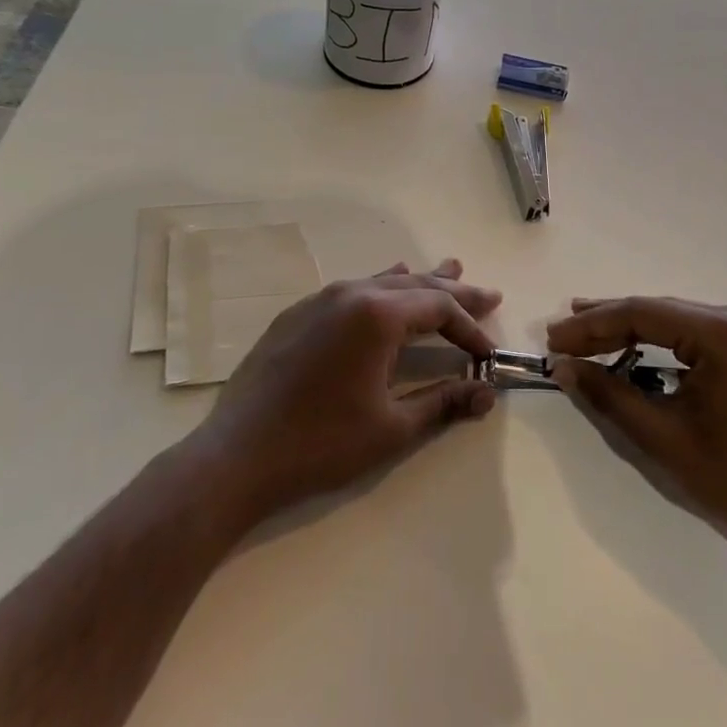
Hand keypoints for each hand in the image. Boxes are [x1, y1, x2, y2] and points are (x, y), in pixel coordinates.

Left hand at [193, 261, 500, 524]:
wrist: (236, 456)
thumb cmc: (321, 443)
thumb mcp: (392, 428)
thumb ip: (443, 403)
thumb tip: (487, 394)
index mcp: (378, 315)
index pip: (440, 309)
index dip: (470, 329)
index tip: (488, 356)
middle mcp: (351, 294)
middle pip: (416, 286)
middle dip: (456, 293)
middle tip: (490, 295)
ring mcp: (319, 300)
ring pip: (382, 282)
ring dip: (419, 282)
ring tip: (451, 270)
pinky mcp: (297, 314)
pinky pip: (352, 290)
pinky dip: (380, 288)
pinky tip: (386, 283)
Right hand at [547, 297, 726, 550]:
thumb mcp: (662, 437)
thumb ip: (608, 395)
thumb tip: (563, 367)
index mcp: (723, 333)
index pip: (642, 314)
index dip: (591, 325)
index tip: (553, 339)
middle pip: (657, 311)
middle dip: (606, 324)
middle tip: (560, 335)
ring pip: (673, 318)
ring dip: (629, 329)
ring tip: (583, 333)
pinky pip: (692, 331)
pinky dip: (658, 340)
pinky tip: (630, 345)